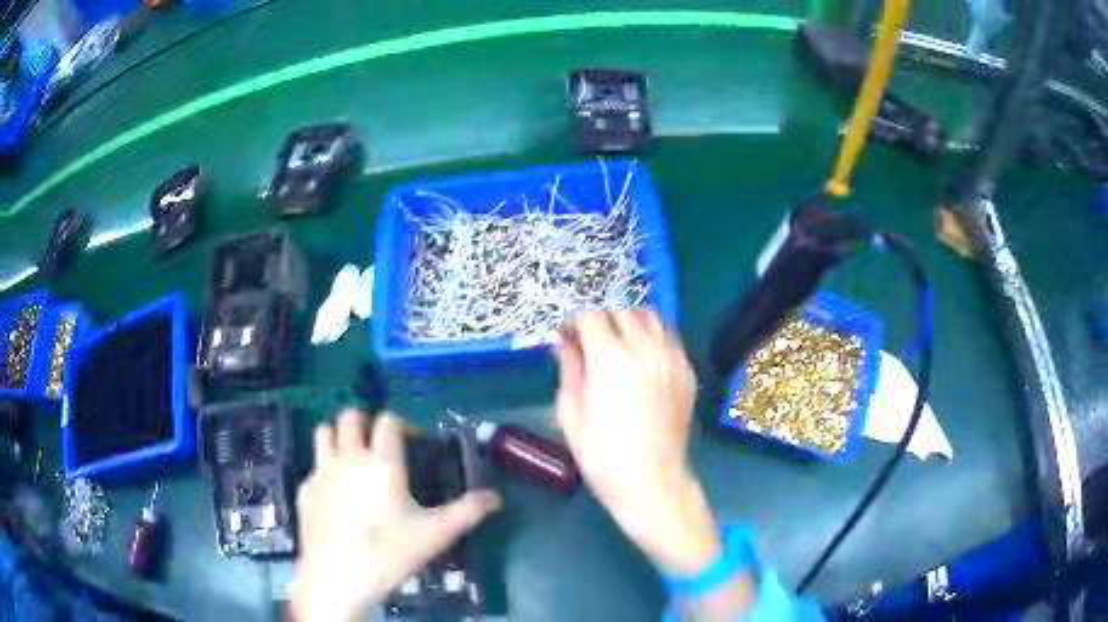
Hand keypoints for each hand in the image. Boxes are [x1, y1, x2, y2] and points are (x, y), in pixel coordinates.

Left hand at [290, 410, 501, 621]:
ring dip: (338, 437)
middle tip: (380, 444)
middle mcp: (347, 457)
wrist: (337, 577)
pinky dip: (324, 471)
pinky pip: (313, 468)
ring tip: (353, 459)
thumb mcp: (436, 534)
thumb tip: (496, 497)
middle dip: (366, 422)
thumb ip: (468, 511)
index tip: (414, 442)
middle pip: (350, 416)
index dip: (403, 423)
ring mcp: (321, 472)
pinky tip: (335, 497)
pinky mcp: (304, 490)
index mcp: (381, 461)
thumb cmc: (390, 552)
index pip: (388, 420)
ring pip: (323, 432)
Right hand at [555, 311, 718, 575]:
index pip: (590, 317)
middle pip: (622, 310)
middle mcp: (645, 349)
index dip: (573, 322)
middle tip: (590, 341)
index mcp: (610, 358)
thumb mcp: (570, 413)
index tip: (565, 336)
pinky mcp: (687, 372)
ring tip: (618, 344)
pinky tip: (642, 360)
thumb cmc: (602, 455)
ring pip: (651, 317)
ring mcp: (671, 359)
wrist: (651, 482)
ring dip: (630, 322)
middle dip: (601, 319)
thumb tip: (566, 343)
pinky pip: (669, 339)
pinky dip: (652, 338)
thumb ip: (569, 369)